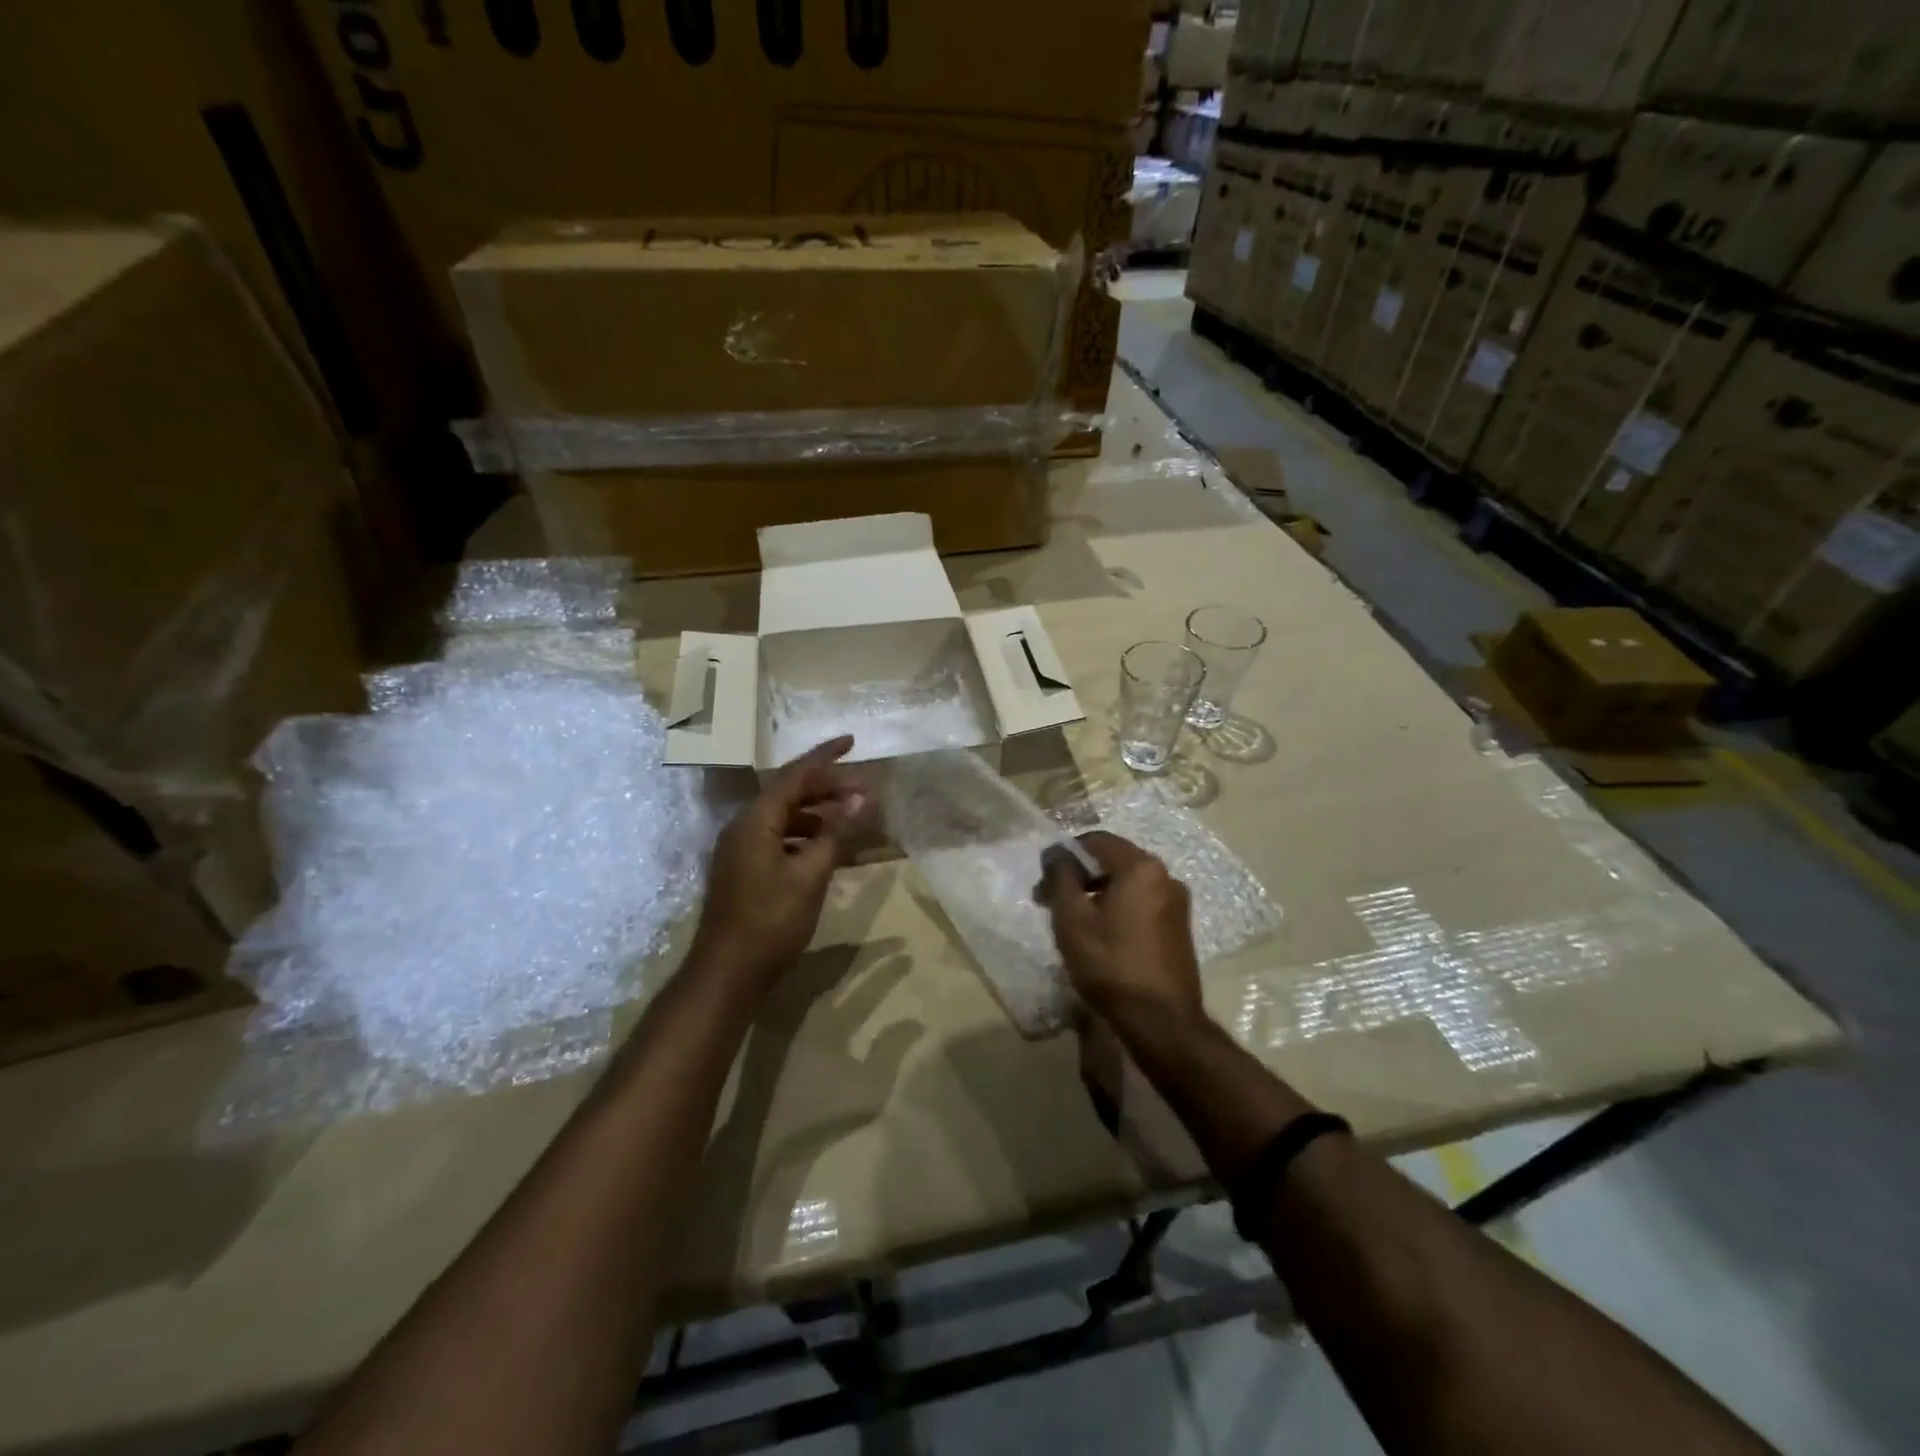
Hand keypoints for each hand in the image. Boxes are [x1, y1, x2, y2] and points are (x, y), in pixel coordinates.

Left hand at [690, 736, 870, 996]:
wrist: (727, 974)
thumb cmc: (770, 922)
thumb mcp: (811, 875)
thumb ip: (837, 832)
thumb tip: (864, 796)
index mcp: (755, 821)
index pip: (794, 775)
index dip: (825, 757)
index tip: (852, 741)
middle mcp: (744, 827)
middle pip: (789, 794)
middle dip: (827, 787)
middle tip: (864, 790)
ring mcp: (741, 850)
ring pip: (785, 817)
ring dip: (818, 813)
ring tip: (851, 817)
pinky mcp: (745, 870)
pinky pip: (780, 839)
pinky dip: (806, 836)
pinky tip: (828, 849)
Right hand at [1040, 832, 1204, 1032]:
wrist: (1161, 1020)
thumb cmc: (1110, 963)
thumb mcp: (1072, 919)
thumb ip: (1061, 878)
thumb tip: (1057, 856)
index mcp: (1142, 867)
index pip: (1096, 840)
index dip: (1064, 854)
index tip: (1043, 880)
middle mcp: (1166, 876)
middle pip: (1113, 860)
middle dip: (1079, 876)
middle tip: (1051, 901)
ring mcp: (1176, 903)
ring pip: (1127, 884)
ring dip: (1097, 894)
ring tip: (1072, 921)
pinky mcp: (1178, 928)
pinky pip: (1141, 904)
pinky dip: (1117, 908)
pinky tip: (1100, 935)